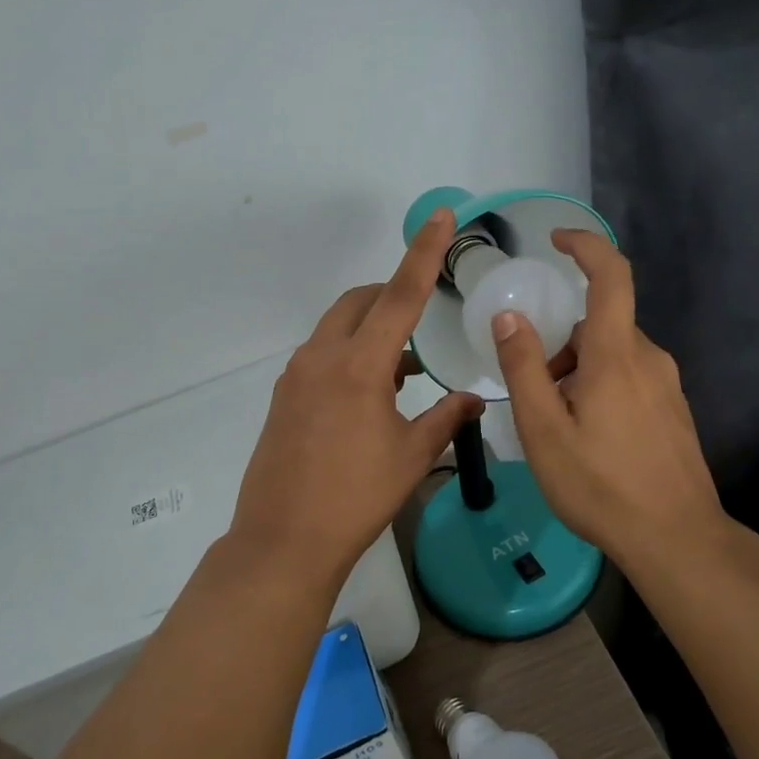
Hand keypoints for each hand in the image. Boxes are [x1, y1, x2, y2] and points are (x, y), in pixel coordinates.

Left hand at [229, 210, 484, 580]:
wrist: (284, 541)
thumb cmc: (356, 498)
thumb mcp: (412, 456)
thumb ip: (447, 417)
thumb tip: (475, 398)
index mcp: (359, 366)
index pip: (399, 295)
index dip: (424, 253)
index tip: (441, 217)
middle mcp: (322, 357)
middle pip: (361, 301)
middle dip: (392, 294)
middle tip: (425, 314)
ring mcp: (296, 375)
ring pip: (338, 327)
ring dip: (372, 329)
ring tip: (405, 368)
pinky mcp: (283, 396)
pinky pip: (322, 354)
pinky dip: (350, 353)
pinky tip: (372, 393)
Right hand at [490, 230, 725, 563]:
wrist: (677, 539)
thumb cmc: (601, 484)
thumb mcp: (543, 430)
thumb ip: (523, 368)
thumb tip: (509, 317)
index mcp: (616, 354)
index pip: (610, 275)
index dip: (586, 246)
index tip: (556, 239)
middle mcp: (648, 358)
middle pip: (600, 323)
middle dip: (562, 342)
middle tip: (535, 389)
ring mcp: (667, 385)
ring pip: (614, 353)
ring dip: (580, 370)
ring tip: (559, 423)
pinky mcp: (674, 410)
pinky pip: (631, 377)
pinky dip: (601, 387)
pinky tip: (590, 437)